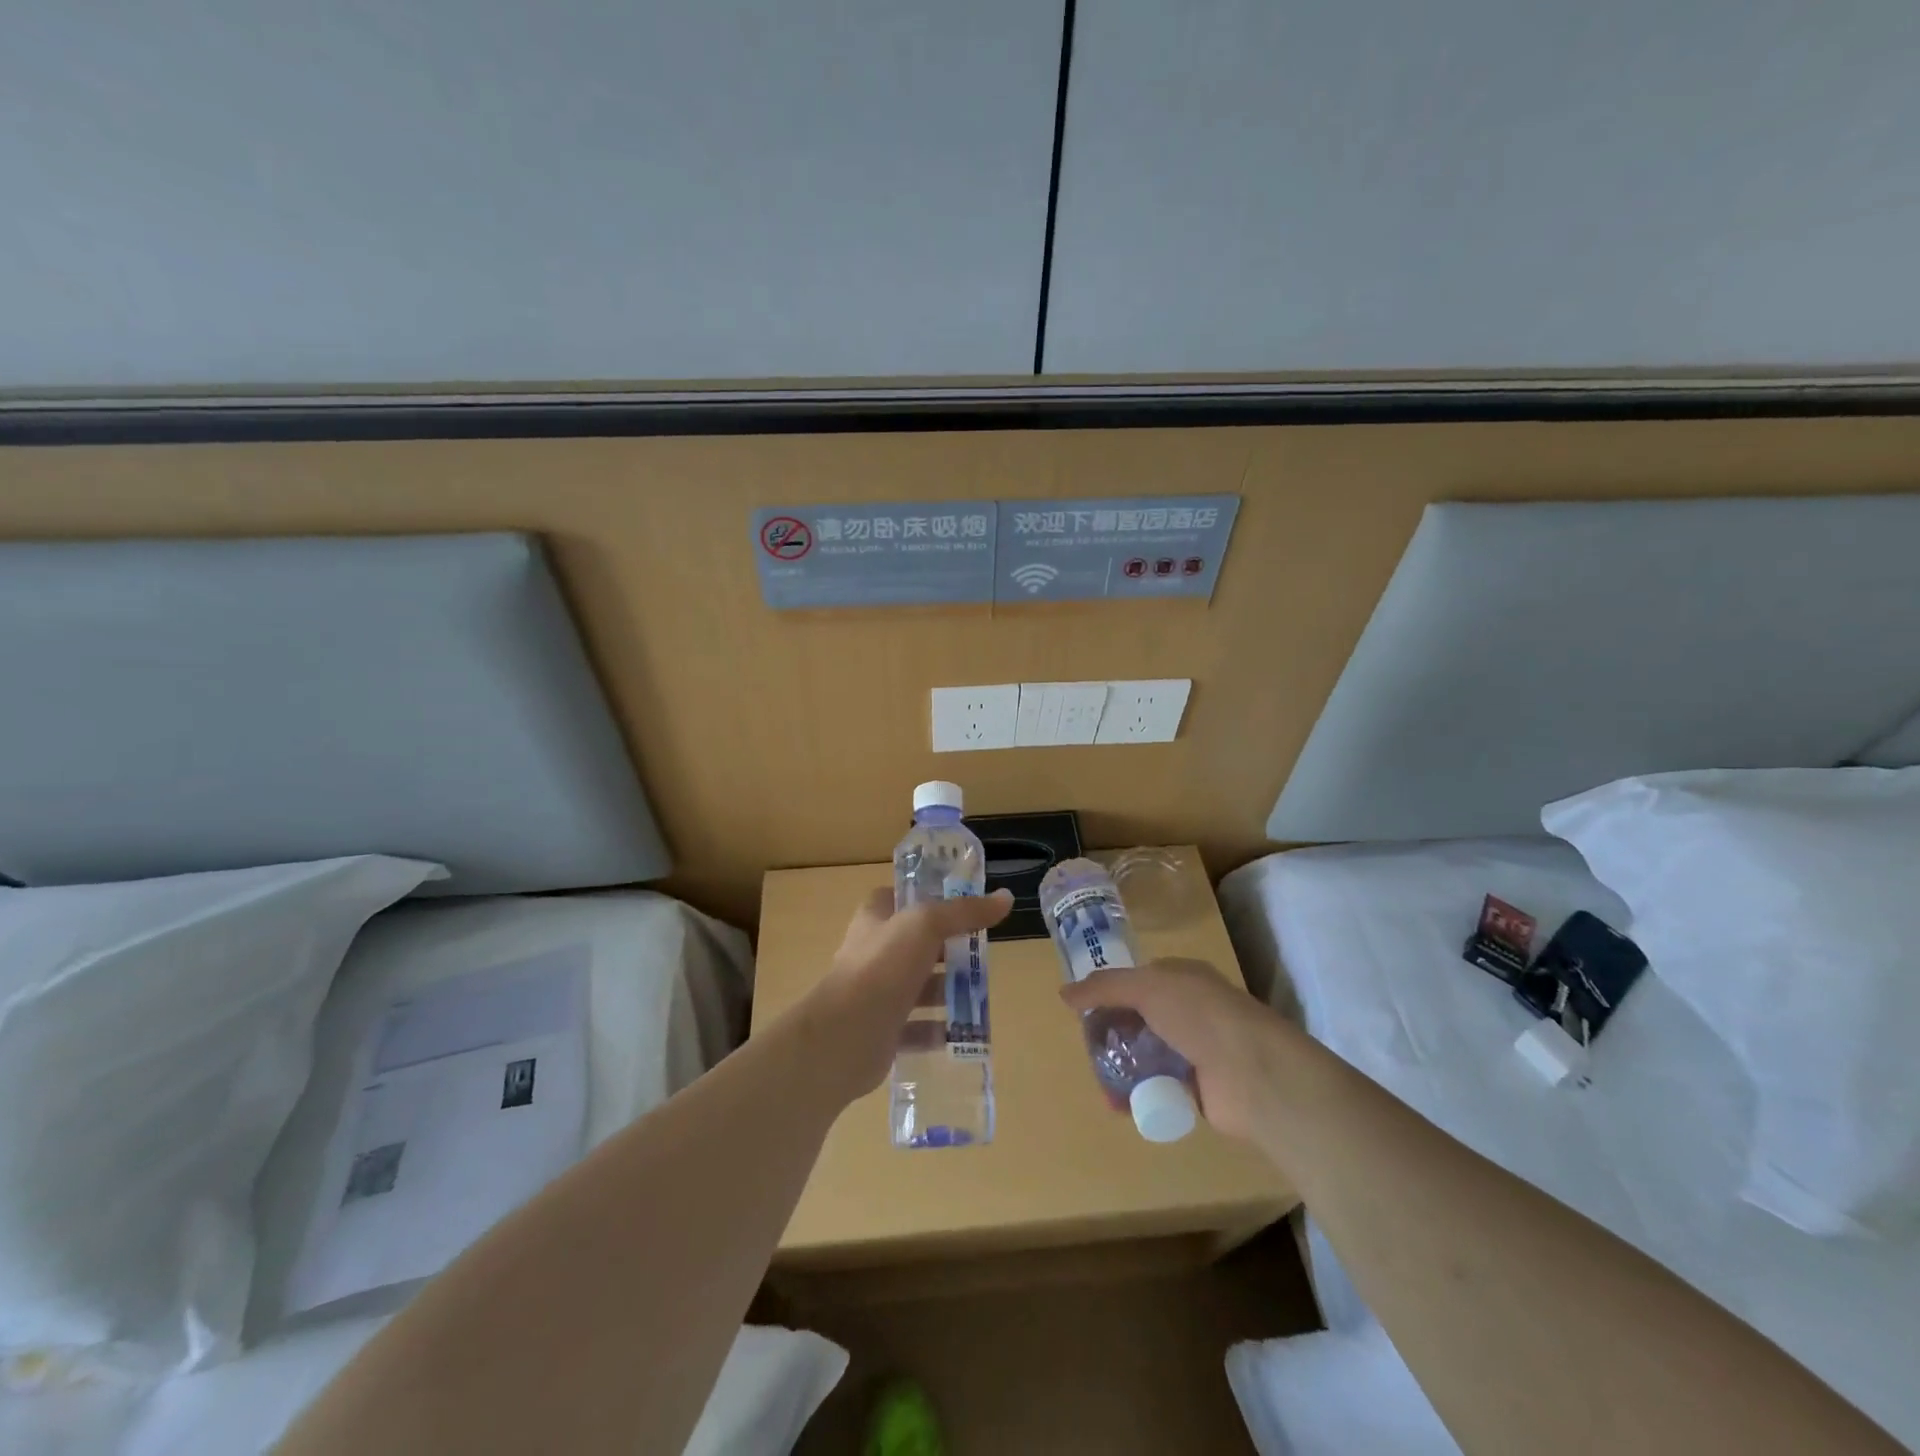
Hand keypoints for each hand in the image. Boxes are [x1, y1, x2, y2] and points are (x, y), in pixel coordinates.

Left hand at [807, 886, 1013, 1101]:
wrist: (845, 1035)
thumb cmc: (883, 966)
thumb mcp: (927, 925)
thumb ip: (965, 912)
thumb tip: (1005, 898)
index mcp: (876, 918)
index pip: (904, 898)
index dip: (932, 898)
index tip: (966, 905)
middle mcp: (874, 951)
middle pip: (919, 944)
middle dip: (951, 950)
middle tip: (985, 954)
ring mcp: (877, 993)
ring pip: (921, 987)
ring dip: (950, 991)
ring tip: (983, 996)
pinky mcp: (883, 1030)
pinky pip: (918, 1028)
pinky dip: (941, 1030)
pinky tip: (966, 1033)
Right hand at [1060, 957, 1298, 1141]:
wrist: (1256, 1073)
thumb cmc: (1200, 1016)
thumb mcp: (1147, 988)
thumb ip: (1104, 988)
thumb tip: (1064, 993)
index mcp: (1181, 978)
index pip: (1136, 981)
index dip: (1108, 994)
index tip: (1083, 1012)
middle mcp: (1188, 1010)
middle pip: (1137, 1018)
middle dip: (1111, 1034)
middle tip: (1089, 1051)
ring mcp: (1194, 1049)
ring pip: (1145, 1054)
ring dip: (1121, 1067)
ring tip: (1102, 1084)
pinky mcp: (1197, 1087)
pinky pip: (1158, 1086)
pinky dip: (1138, 1094)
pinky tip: (1120, 1105)